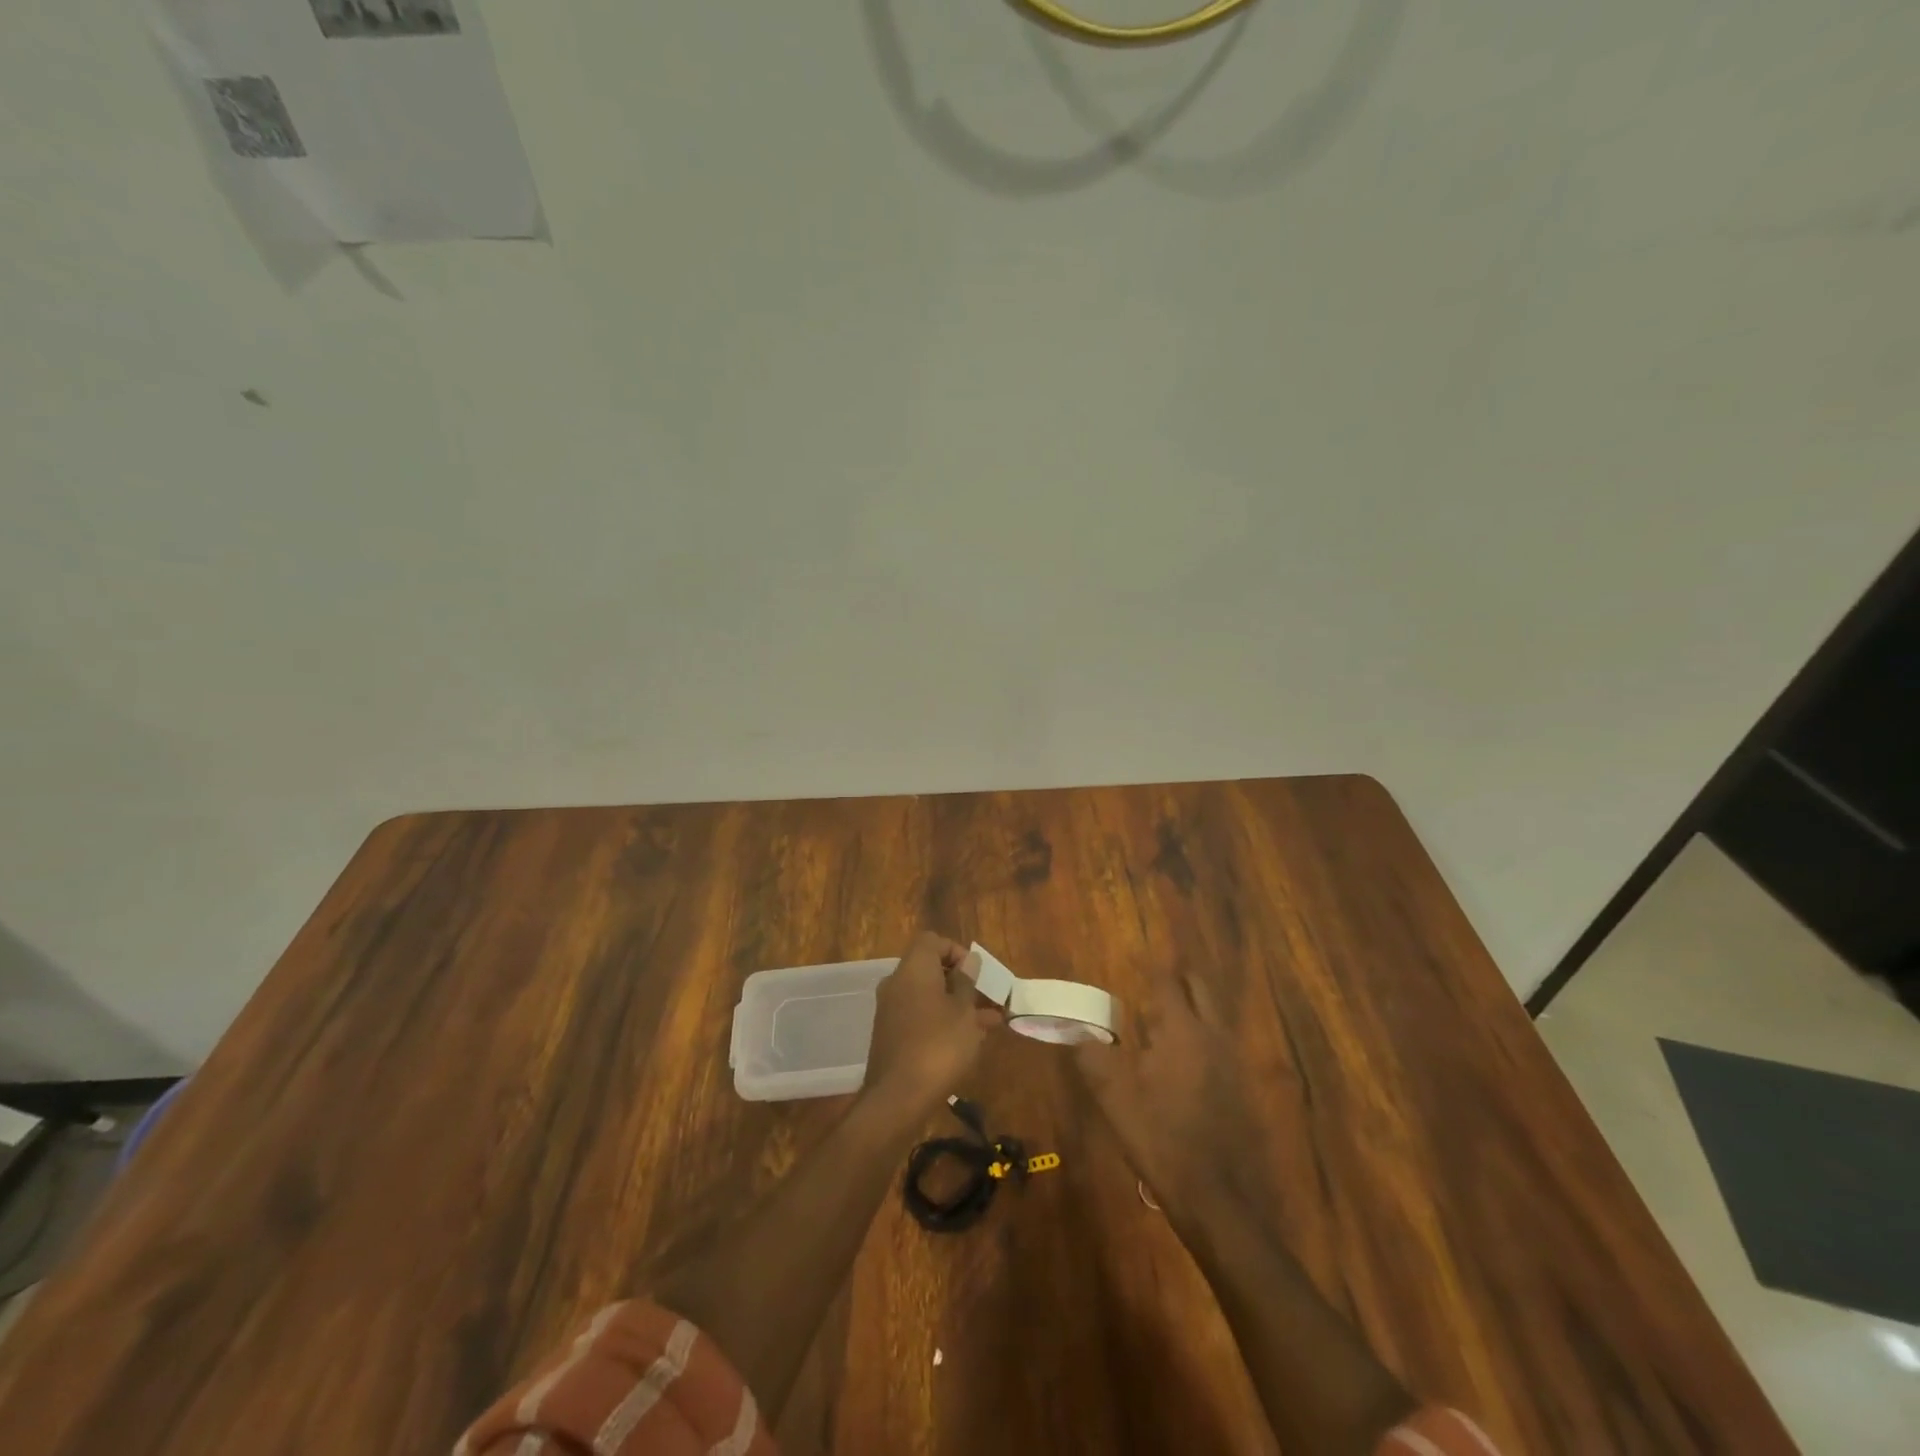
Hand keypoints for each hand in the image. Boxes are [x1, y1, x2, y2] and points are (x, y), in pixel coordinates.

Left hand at [863, 932, 1000, 1109]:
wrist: (898, 1097)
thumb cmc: (939, 1046)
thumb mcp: (964, 1012)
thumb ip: (967, 983)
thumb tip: (969, 960)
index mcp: (913, 969)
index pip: (932, 941)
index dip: (955, 950)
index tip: (976, 973)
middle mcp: (897, 983)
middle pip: (930, 969)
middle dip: (960, 982)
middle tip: (986, 999)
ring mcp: (891, 1010)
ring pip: (928, 996)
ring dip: (956, 1004)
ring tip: (989, 1023)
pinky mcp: (891, 1035)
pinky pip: (920, 1016)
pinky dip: (942, 1021)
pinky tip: (968, 1041)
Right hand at [1072, 971, 1260, 1218]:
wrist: (1220, 1199)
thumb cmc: (1161, 1139)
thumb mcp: (1115, 1100)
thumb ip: (1093, 1058)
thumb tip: (1074, 1030)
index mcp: (1182, 1031)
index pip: (1168, 983)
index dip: (1153, 967)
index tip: (1140, 955)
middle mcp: (1212, 1036)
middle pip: (1200, 990)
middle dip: (1180, 977)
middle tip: (1157, 975)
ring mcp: (1233, 1062)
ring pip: (1215, 1015)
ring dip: (1195, 1004)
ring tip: (1167, 1010)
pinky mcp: (1243, 1088)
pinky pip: (1222, 1043)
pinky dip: (1204, 1034)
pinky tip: (1187, 1056)